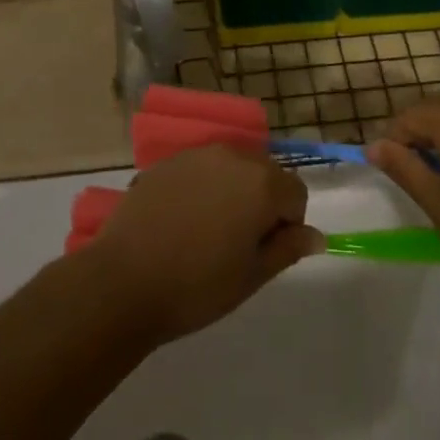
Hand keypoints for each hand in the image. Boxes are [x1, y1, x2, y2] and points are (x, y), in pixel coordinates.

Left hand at [80, 145, 323, 343]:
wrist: (123, 281)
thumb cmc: (197, 286)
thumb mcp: (252, 276)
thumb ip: (288, 248)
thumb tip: (316, 236)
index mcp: (262, 182)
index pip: (296, 193)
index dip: (287, 225)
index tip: (263, 252)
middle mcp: (233, 156)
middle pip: (266, 173)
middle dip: (262, 202)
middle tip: (238, 243)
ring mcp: (197, 154)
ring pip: (233, 168)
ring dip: (233, 191)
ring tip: (208, 230)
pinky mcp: (167, 161)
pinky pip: (201, 169)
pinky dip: (203, 187)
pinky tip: (181, 220)